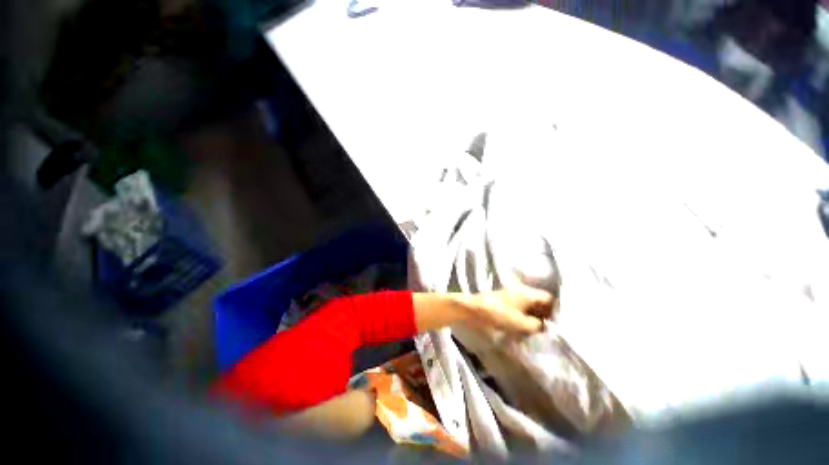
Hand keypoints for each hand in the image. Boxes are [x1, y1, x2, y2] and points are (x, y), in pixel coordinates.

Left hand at [464, 285, 554, 333]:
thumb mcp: (520, 323)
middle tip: (552, 331)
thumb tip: (545, 327)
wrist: (472, 309)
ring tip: (541, 332)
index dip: (556, 311)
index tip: (561, 325)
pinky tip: (527, 329)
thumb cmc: (497, 314)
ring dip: (535, 317)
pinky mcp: (505, 302)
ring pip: (530, 306)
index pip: (549, 299)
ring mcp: (512, 296)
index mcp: (527, 293)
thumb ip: (536, 326)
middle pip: (540, 302)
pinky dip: (525, 317)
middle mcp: (521, 292)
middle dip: (546, 315)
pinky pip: (521, 309)